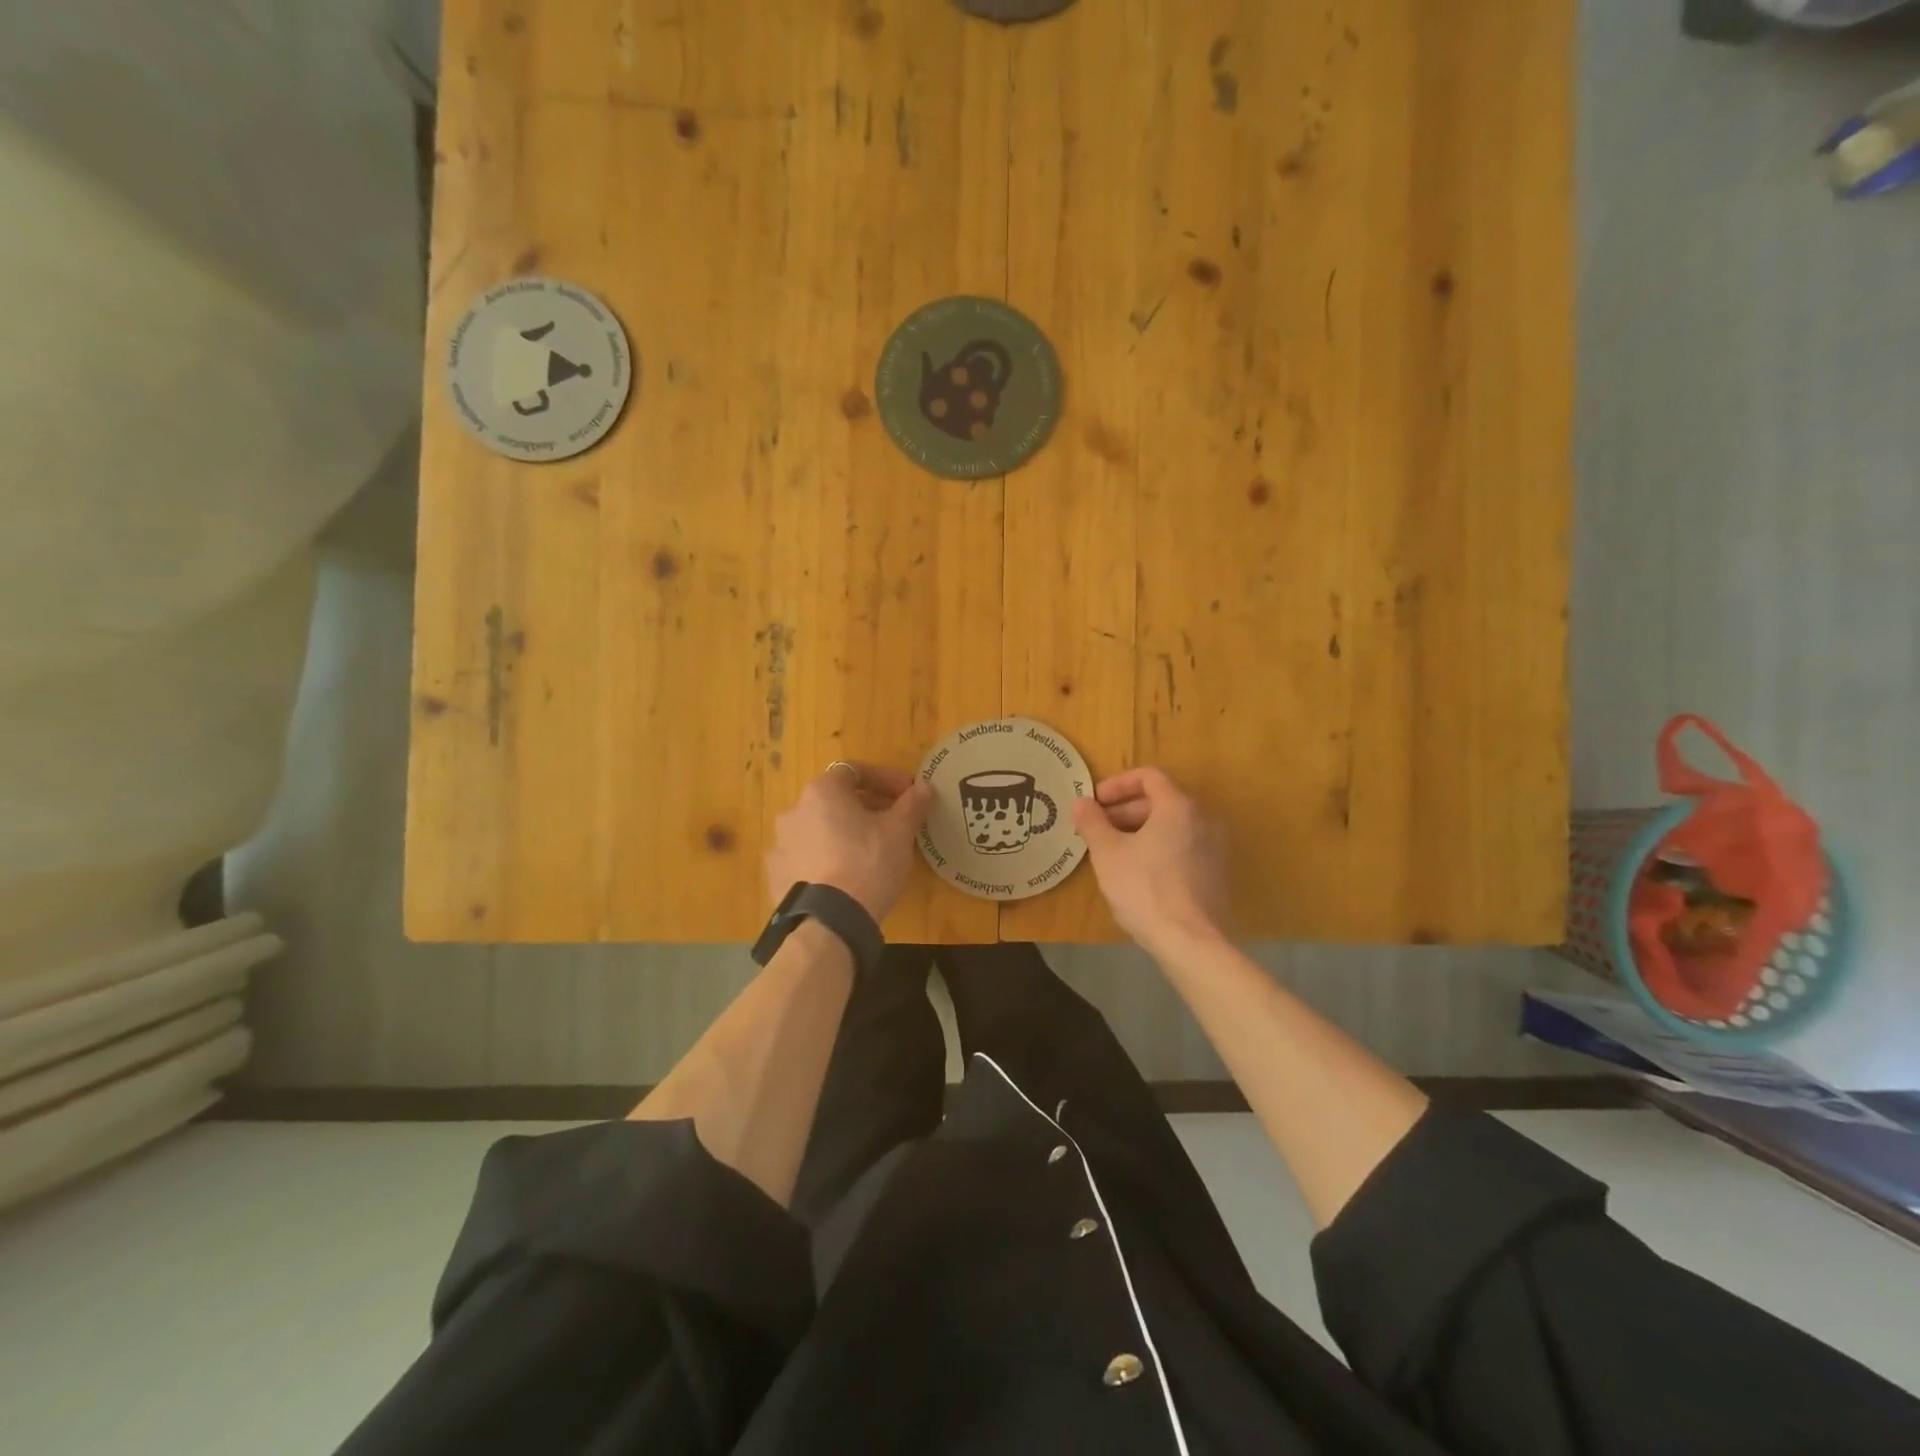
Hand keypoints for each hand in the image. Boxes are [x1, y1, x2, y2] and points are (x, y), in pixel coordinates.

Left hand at [766, 763, 932, 922]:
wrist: (829, 921)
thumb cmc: (868, 863)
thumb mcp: (899, 832)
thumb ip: (912, 804)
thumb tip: (924, 787)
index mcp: (822, 792)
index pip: (855, 771)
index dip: (884, 779)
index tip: (906, 794)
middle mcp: (794, 811)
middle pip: (835, 800)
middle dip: (865, 807)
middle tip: (891, 823)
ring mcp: (780, 844)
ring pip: (818, 829)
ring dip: (842, 832)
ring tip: (867, 852)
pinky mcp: (776, 874)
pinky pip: (805, 857)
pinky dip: (824, 858)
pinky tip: (843, 876)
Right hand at [1072, 767, 1227, 951]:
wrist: (1190, 941)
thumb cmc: (1144, 888)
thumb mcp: (1107, 853)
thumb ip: (1092, 822)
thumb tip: (1081, 802)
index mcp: (1178, 806)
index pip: (1148, 777)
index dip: (1117, 784)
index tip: (1095, 801)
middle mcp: (1203, 819)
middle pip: (1160, 801)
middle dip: (1124, 810)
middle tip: (1097, 828)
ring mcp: (1213, 847)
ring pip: (1171, 826)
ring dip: (1139, 830)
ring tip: (1112, 850)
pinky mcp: (1215, 873)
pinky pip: (1181, 846)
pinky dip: (1157, 847)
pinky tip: (1136, 871)